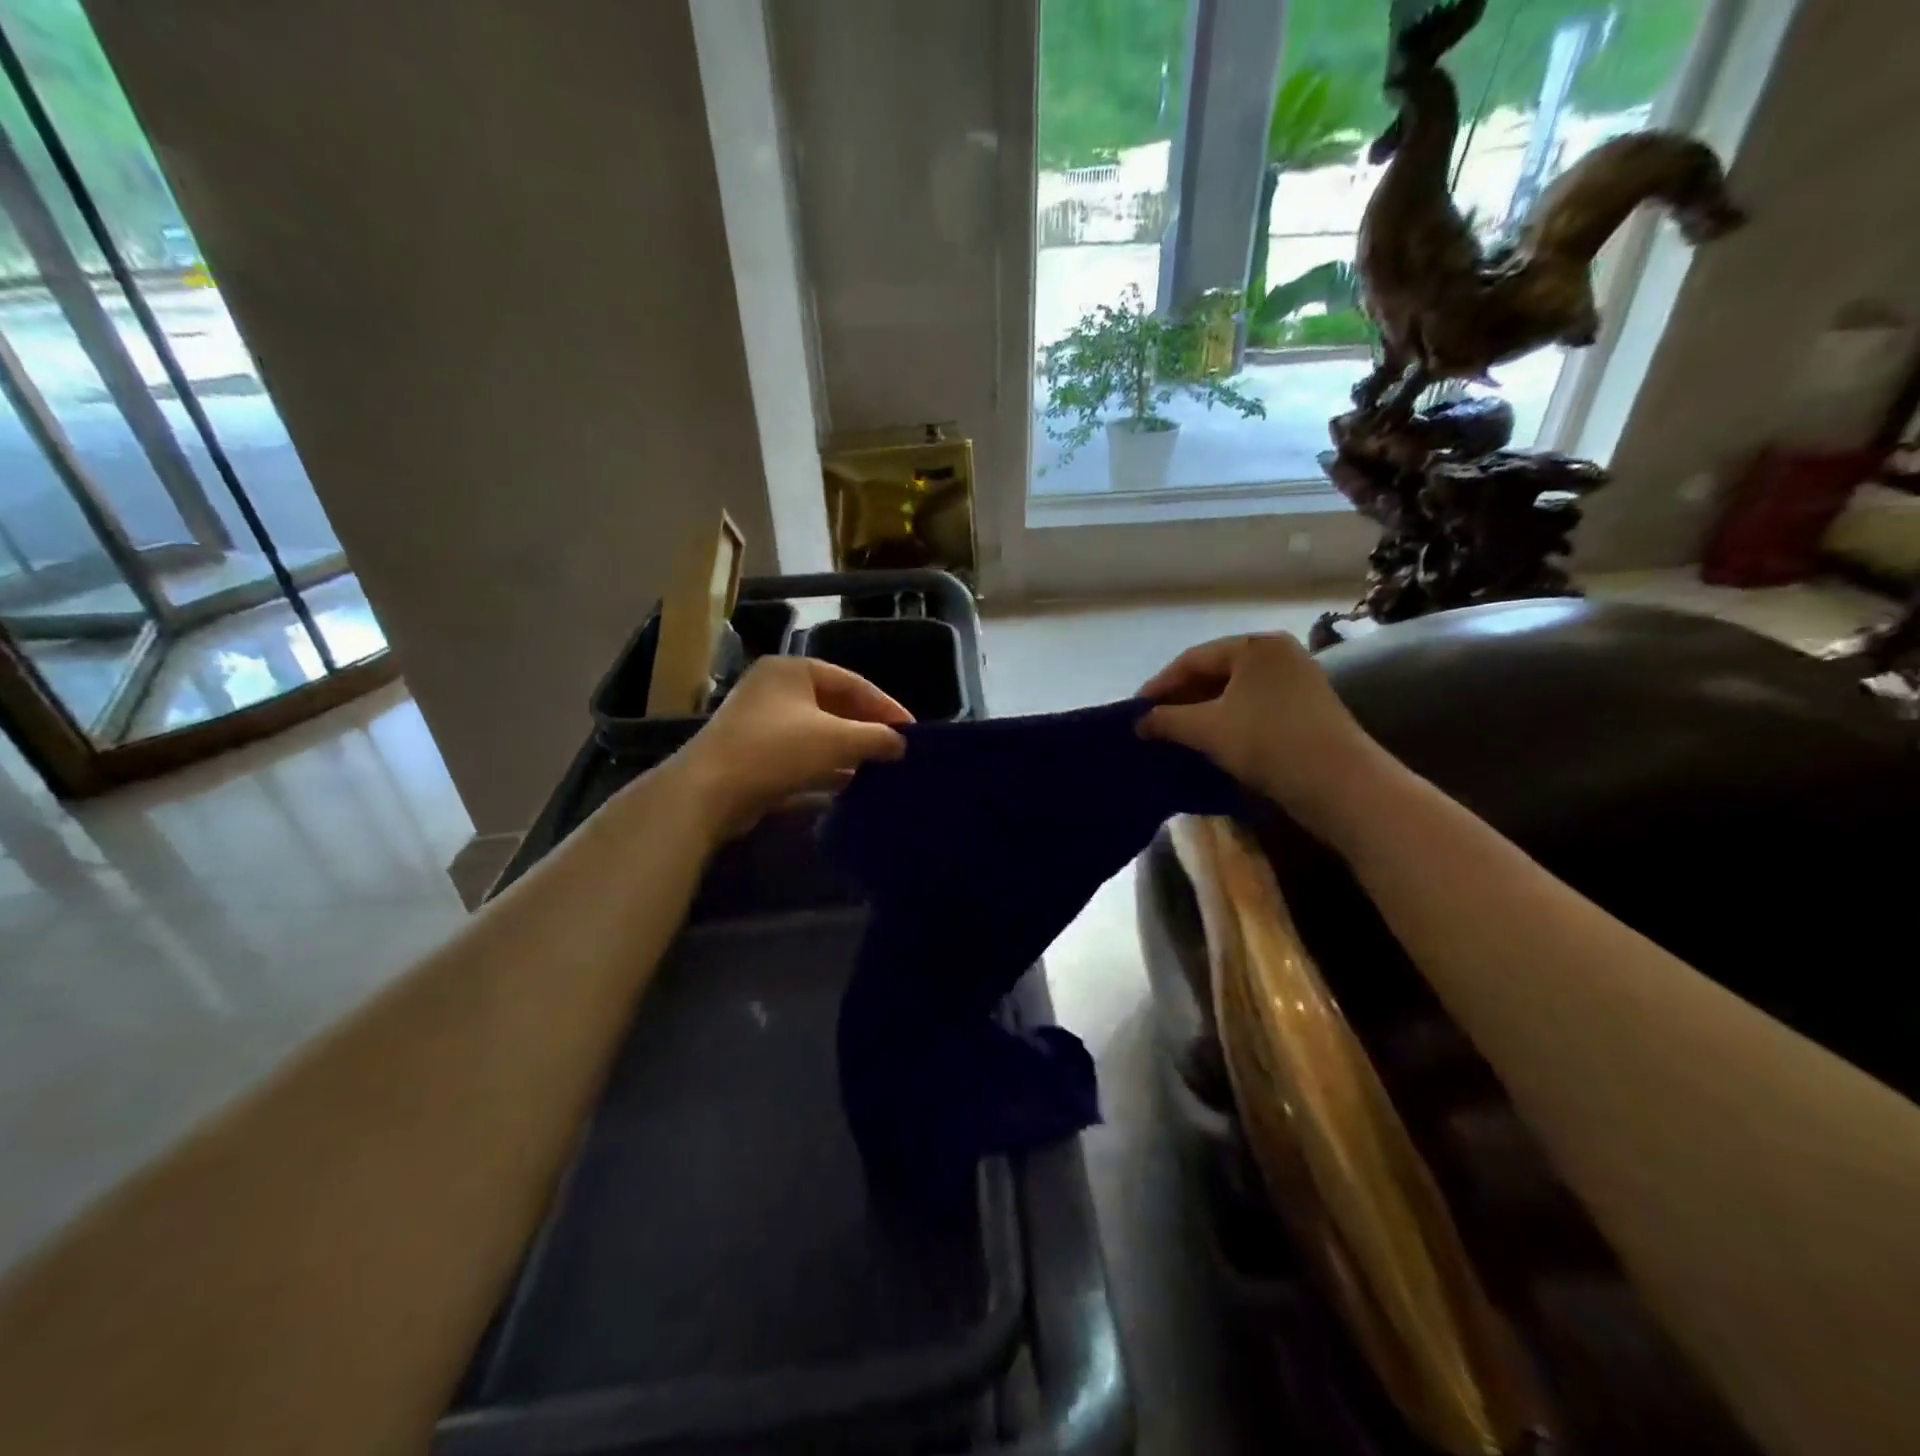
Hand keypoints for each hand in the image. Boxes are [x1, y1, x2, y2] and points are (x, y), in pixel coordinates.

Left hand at [670, 656, 910, 834]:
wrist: (708, 791)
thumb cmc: (777, 750)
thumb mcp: (837, 740)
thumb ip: (876, 737)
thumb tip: (902, 743)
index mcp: (793, 670)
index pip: (853, 682)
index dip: (886, 706)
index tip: (911, 731)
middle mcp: (774, 688)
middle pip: (833, 706)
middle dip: (865, 729)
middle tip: (895, 750)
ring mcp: (759, 721)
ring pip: (816, 732)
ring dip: (846, 750)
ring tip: (877, 768)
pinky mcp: (752, 753)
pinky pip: (798, 754)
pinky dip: (823, 766)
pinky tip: (847, 784)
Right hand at [1138, 632, 1388, 841]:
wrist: (1340, 784)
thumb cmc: (1268, 742)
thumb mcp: (1207, 729)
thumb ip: (1166, 720)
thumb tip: (1138, 722)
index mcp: (1254, 646)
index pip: (1192, 659)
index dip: (1159, 685)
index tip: (1135, 710)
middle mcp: (1277, 654)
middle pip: (1214, 672)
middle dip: (1180, 698)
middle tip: (1152, 723)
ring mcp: (1295, 681)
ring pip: (1233, 692)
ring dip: (1201, 712)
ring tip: (1174, 734)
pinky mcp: (1305, 709)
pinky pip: (1252, 707)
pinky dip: (1226, 720)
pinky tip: (1208, 741)